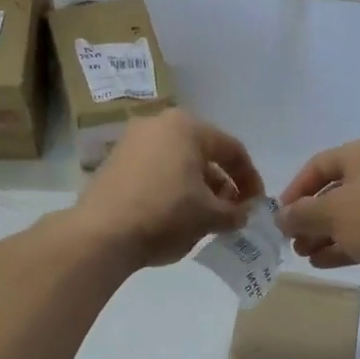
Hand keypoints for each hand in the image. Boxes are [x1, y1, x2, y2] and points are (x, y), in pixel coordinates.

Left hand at [74, 110, 265, 268]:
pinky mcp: (114, 163)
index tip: (257, 206)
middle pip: (203, 154)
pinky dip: (172, 190)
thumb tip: (243, 215)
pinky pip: (155, 172)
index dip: (251, 180)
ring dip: (198, 189)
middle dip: (222, 184)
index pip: (232, 150)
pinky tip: (176, 216)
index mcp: (187, 127)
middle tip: (232, 212)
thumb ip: (235, 213)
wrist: (101, 234)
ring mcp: (131, 142)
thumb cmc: (165, 215)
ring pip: (178, 163)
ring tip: (206, 218)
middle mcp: (158, 124)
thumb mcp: (209, 217)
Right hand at [276, 139, 359, 294]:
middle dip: (309, 217)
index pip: (319, 164)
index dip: (296, 189)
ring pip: (348, 216)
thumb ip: (301, 214)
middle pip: (334, 192)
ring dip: (322, 235)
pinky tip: (321, 262)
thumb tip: (281, 218)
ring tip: (302, 254)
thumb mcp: (331, 212)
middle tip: (291, 240)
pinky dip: (342, 246)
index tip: (281, 214)